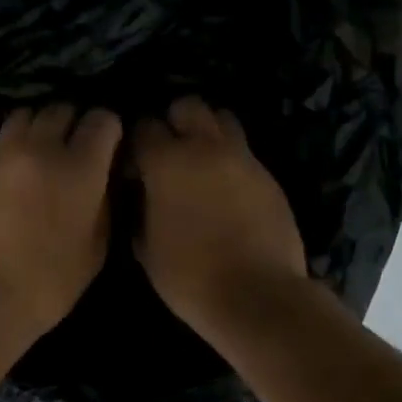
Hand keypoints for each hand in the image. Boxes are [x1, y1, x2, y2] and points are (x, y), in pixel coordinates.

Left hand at [0, 104, 123, 341]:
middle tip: (76, 148)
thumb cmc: (45, 287)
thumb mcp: (94, 252)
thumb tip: (103, 179)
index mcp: (79, 168)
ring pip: (25, 116)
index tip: (108, 146)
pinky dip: (11, 148)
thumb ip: (104, 204)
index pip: (102, 120)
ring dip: (40, 127)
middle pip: (61, 109)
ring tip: (42, 152)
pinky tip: (12, 174)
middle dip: (74, 123)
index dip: (109, 129)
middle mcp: (39, 148)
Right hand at [131, 97, 307, 332]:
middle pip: (187, 106)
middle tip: (168, 154)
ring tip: (200, 162)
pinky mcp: (268, 175)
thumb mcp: (146, 249)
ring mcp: (243, 158)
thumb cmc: (190, 277)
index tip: (133, 169)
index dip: (134, 145)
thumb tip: (141, 198)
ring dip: (207, 131)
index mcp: (167, 163)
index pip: (143, 127)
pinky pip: (244, 150)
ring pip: (222, 118)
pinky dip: (230, 158)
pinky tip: (225, 188)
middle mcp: (205, 148)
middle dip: (173, 122)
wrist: (257, 295)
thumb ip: (139, 212)